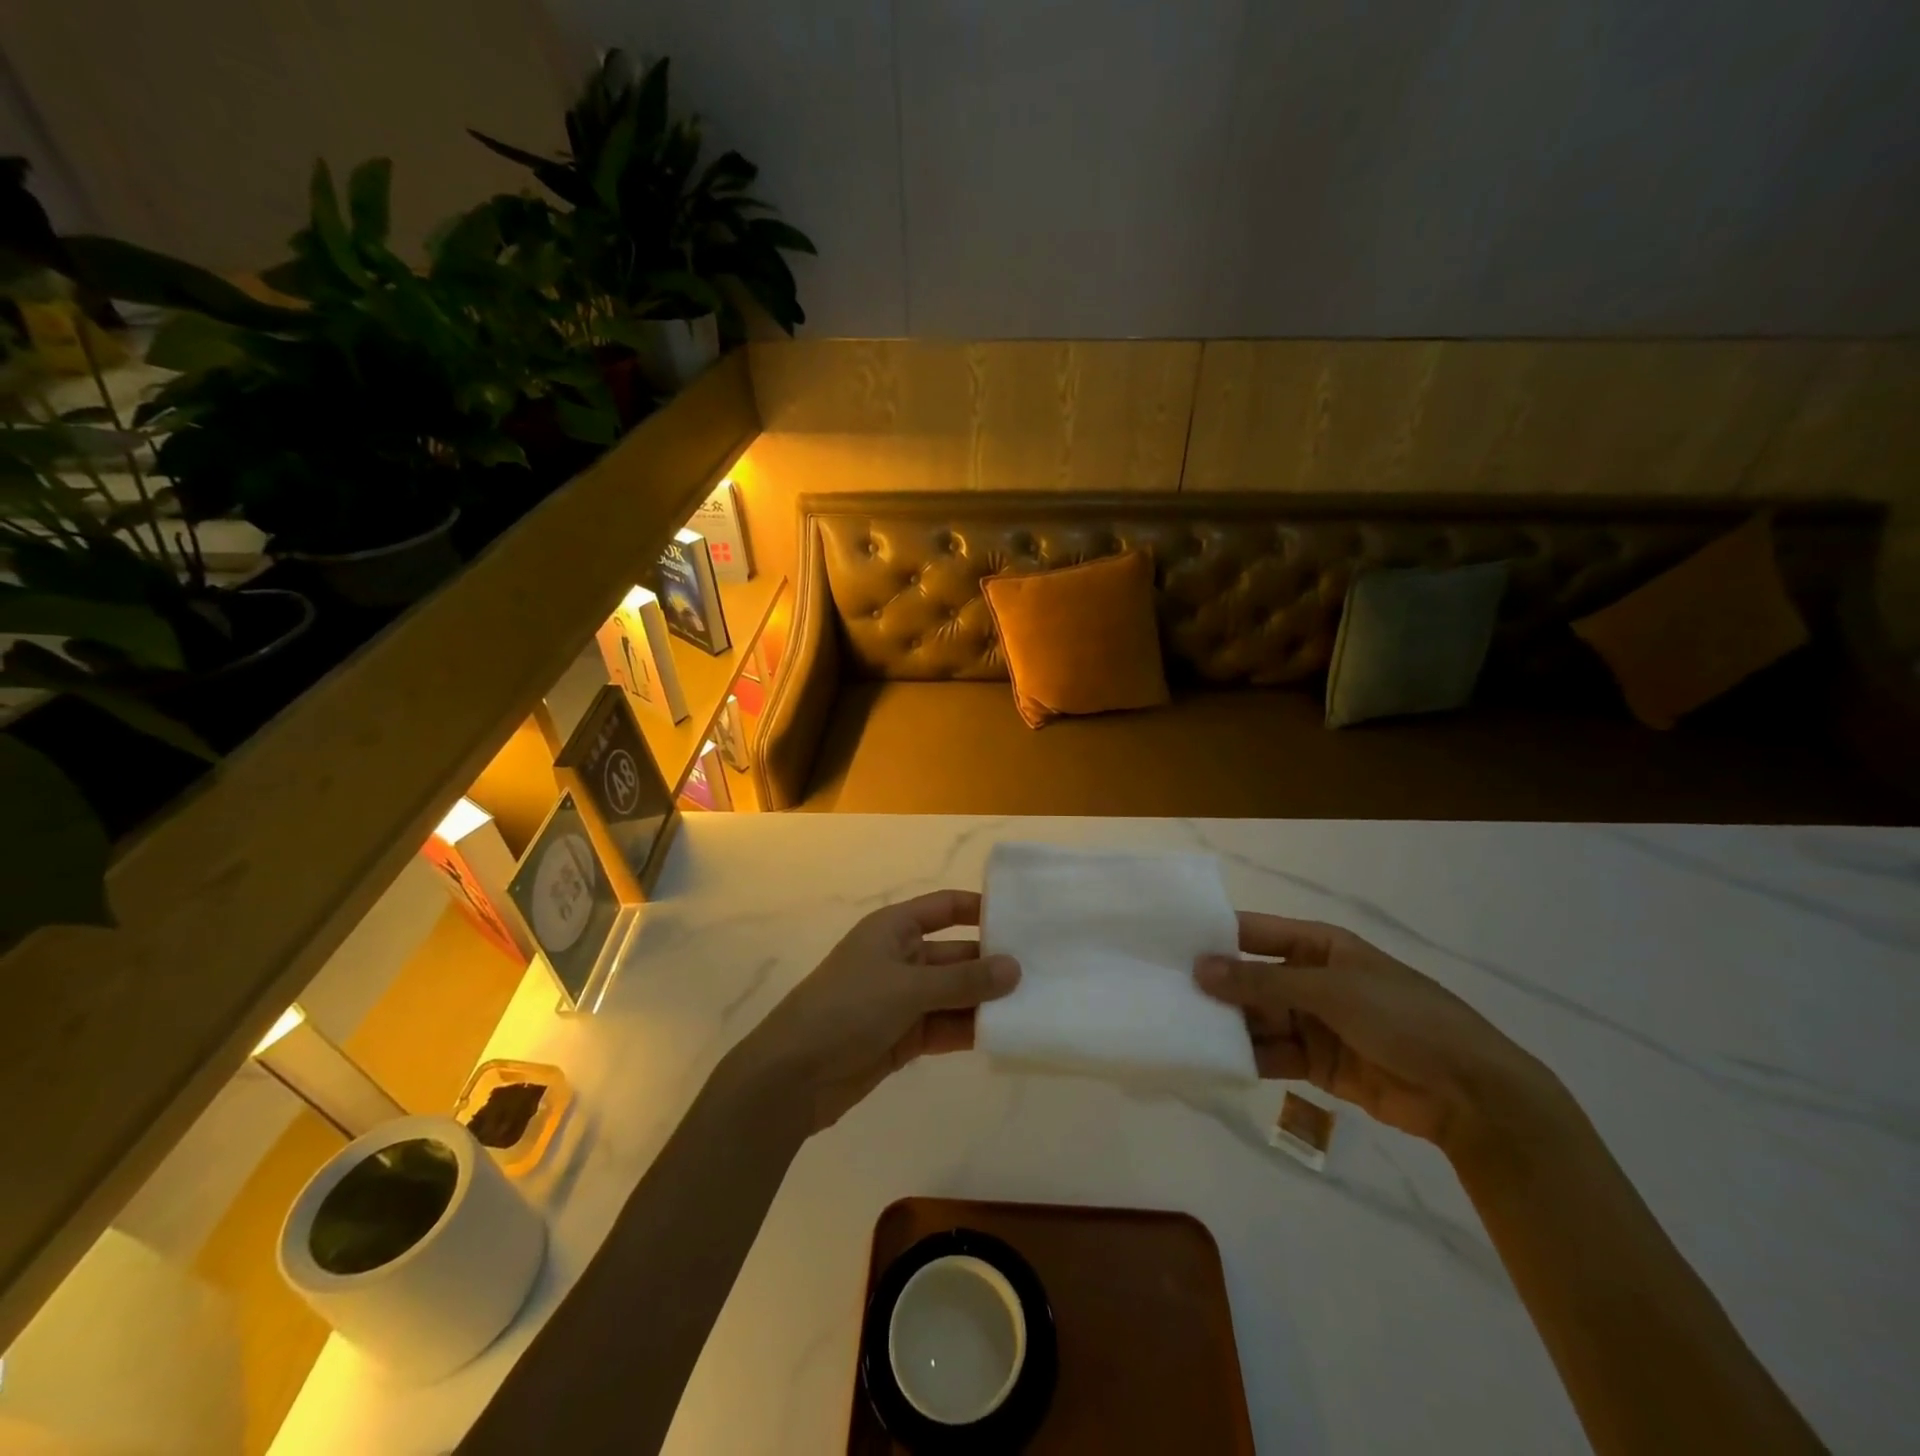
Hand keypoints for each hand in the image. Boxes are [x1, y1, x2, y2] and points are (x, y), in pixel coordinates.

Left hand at [737, 890, 1020, 1132]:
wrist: (792, 1076)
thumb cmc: (847, 1009)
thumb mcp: (908, 987)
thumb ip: (964, 980)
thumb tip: (1015, 968)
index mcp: (895, 928)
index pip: (946, 907)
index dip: (981, 909)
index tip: (1024, 920)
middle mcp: (901, 957)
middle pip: (955, 954)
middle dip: (992, 964)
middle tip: (1043, 973)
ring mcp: (902, 999)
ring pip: (954, 993)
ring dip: (985, 1001)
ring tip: (1035, 1006)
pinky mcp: (903, 1036)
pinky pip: (945, 1026)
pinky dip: (970, 1030)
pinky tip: (1006, 1035)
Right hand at [1196, 913, 1558, 1153]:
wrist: (1471, 1094)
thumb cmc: (1403, 1019)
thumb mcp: (1330, 990)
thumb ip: (1262, 981)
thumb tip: (1199, 967)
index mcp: (1319, 946)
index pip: (1255, 933)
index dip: (1215, 937)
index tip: (1168, 944)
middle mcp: (1311, 979)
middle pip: (1251, 979)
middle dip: (1215, 988)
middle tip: (1162, 993)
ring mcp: (1313, 1022)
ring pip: (1257, 1018)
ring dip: (1227, 1024)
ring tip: (1179, 1029)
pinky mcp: (1317, 1063)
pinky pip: (1271, 1053)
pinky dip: (1246, 1057)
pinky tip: (1212, 1060)